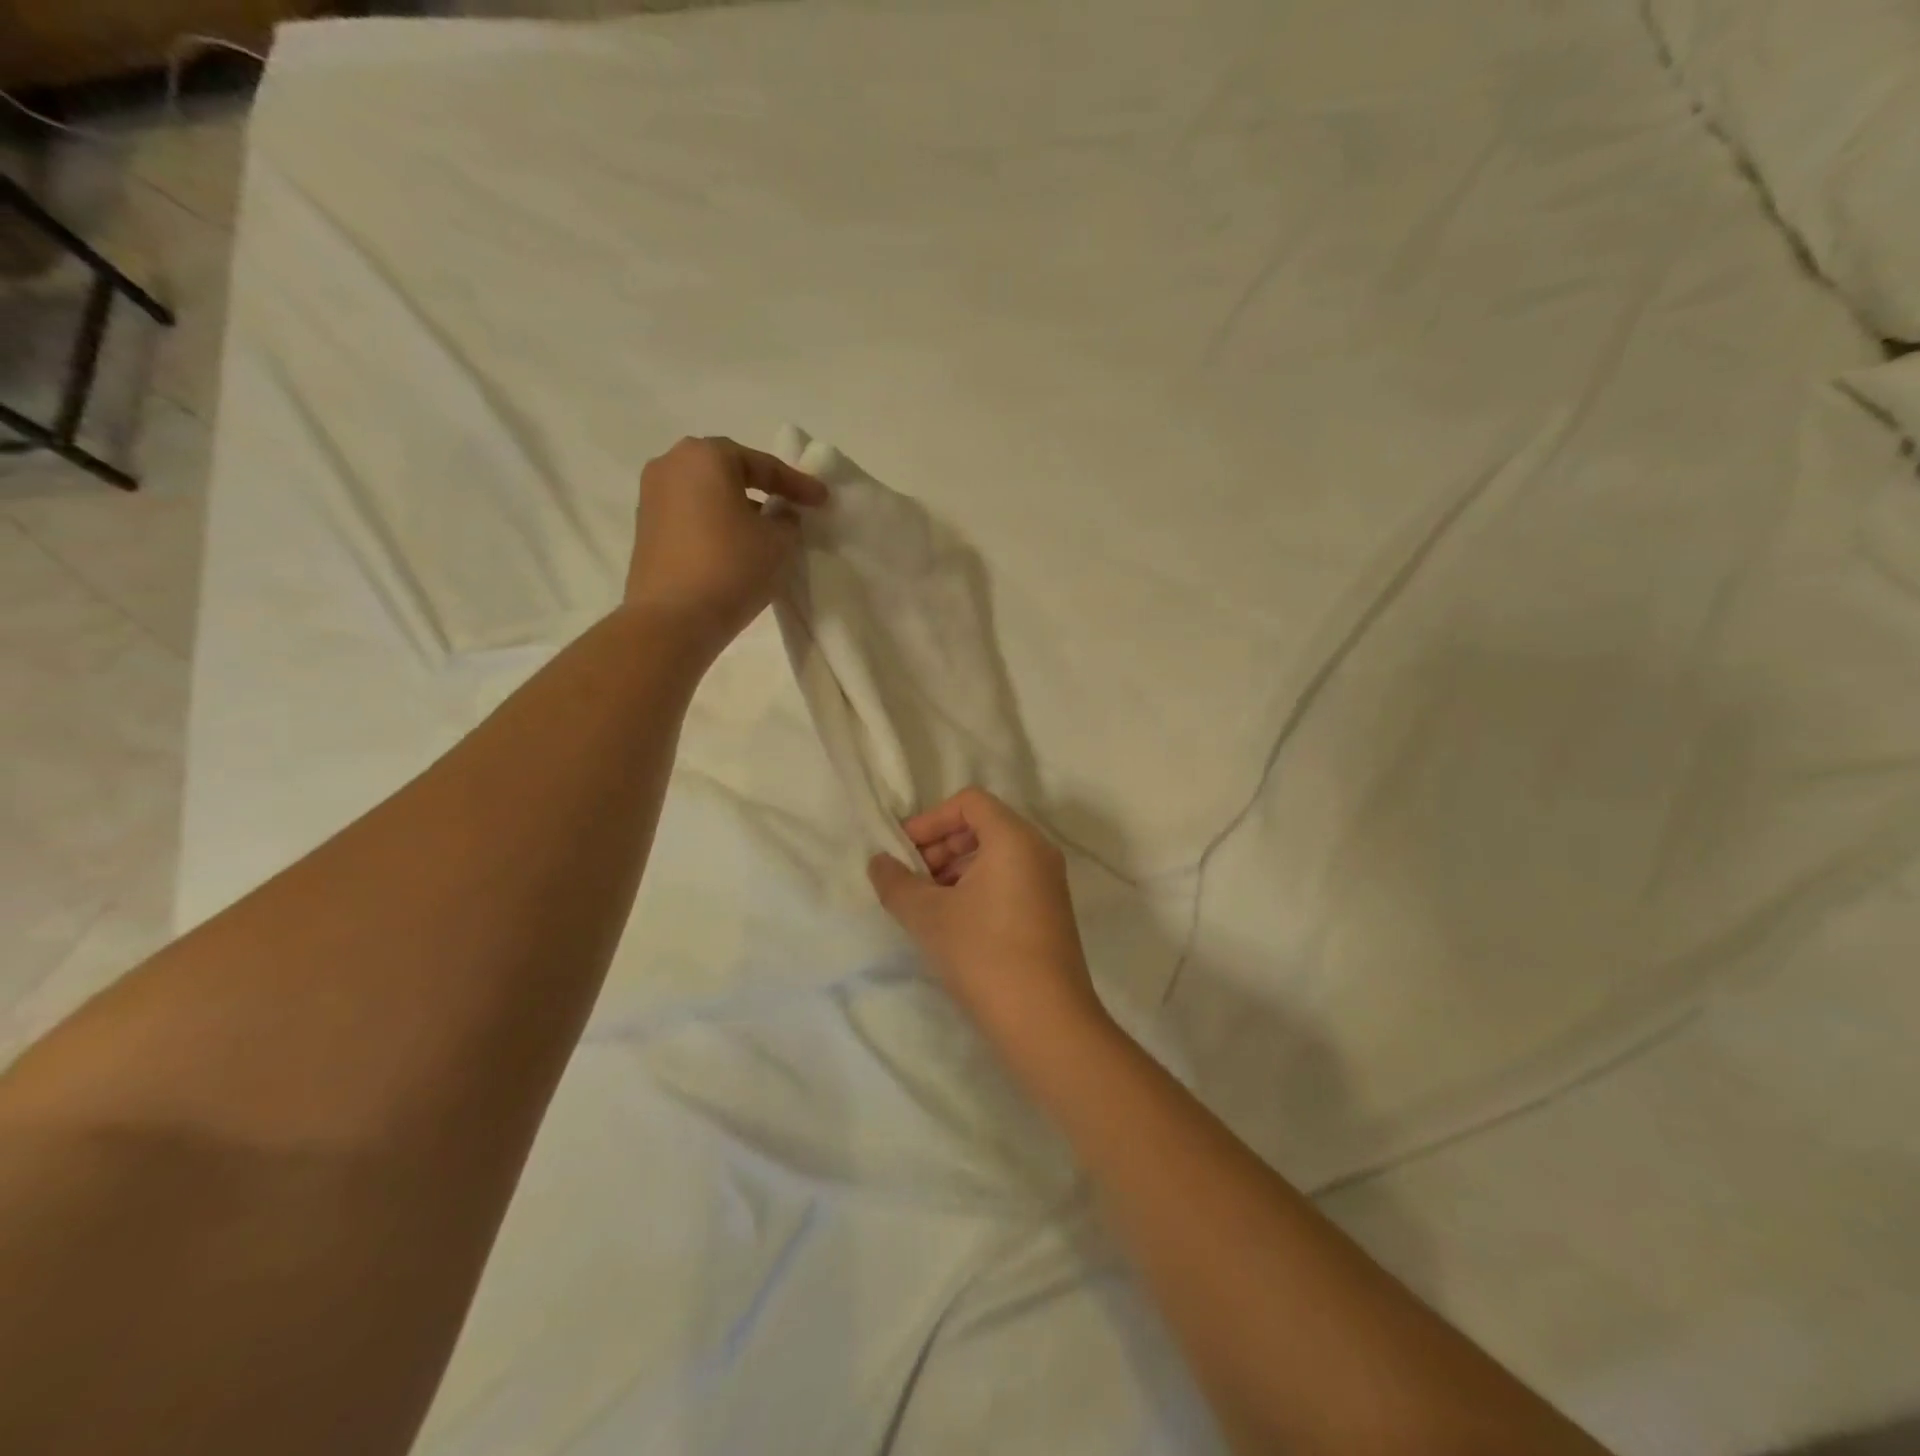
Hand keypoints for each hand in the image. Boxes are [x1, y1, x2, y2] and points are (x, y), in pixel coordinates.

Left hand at [625, 436, 826, 652]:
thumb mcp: (779, 542)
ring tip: (765, 531)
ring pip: (707, 495)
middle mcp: (670, 465)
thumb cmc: (731, 567)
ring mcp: (651, 497)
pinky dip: (716, 526)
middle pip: (728, 472)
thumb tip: (779, 516)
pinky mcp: (646, 530)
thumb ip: (787, 520)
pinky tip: (736, 548)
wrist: (673, 619)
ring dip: (738, 509)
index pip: (762, 465)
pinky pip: (692, 517)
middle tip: (791, 507)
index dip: (797, 484)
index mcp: (705, 456)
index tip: (822, 500)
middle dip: (762, 489)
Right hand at [868, 788, 1109, 1068]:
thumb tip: (878, 862)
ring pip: (994, 856)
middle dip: (939, 847)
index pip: (969, 802)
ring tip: (925, 906)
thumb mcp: (928, 915)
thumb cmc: (983, 954)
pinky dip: (976, 888)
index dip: (930, 820)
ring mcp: (1048, 883)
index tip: (904, 852)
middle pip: (981, 826)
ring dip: (954, 871)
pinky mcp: (1049, 912)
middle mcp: (1038, 851)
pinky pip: (1008, 880)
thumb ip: (896, 883)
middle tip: (910, 880)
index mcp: (1014, 838)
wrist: (1045, 1021)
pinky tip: (952, 924)